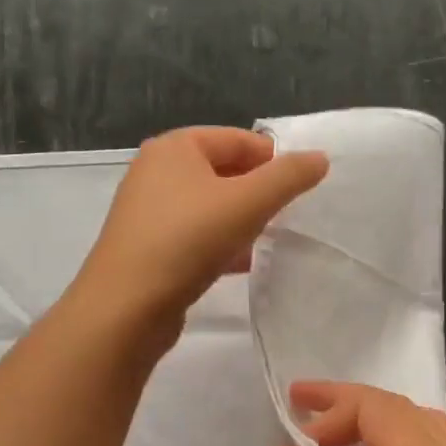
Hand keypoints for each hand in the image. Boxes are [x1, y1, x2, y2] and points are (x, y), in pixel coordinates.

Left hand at [70, 126, 327, 338]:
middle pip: (222, 171)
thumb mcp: (248, 202)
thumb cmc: (188, 240)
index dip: (273, 159)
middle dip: (257, 191)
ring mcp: (148, 211)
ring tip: (270, 239)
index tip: (302, 187)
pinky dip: (220, 243)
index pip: (237, 138)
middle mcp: (156, 171)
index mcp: (174, 147)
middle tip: (288, 214)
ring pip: (209, 206)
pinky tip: (242, 264)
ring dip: (241, 220)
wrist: (126, 307)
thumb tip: (319, 158)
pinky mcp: (148, 247)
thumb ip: (288, 177)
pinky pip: (195, 235)